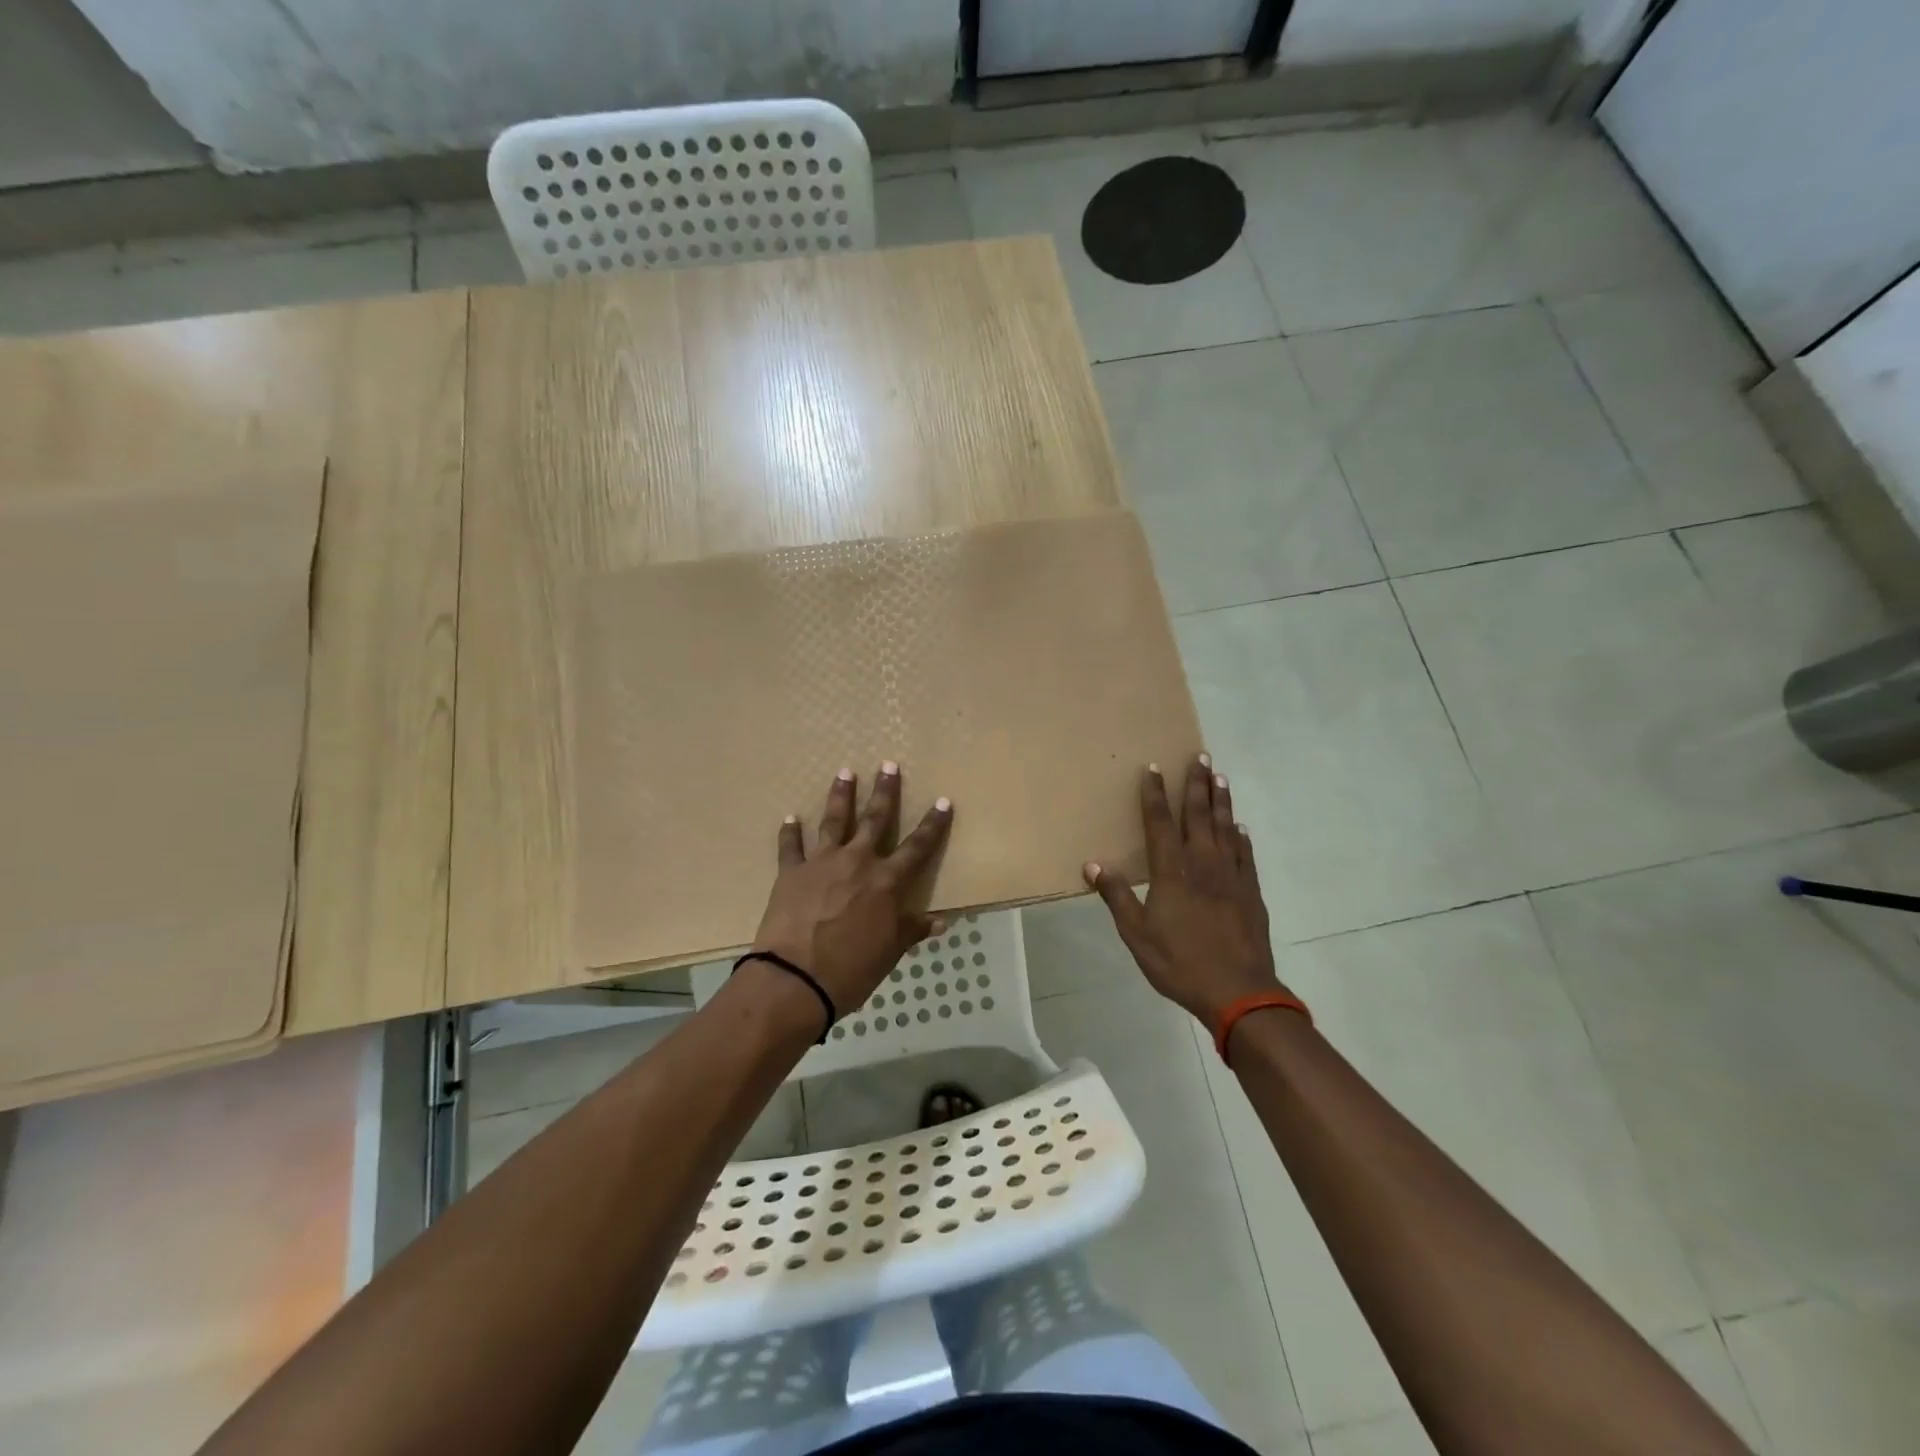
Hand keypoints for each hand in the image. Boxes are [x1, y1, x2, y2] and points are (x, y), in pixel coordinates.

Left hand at [751, 763, 953, 1015]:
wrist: (796, 979)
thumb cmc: (851, 969)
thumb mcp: (890, 952)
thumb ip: (911, 930)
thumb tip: (940, 921)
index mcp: (886, 882)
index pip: (918, 847)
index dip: (933, 824)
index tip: (943, 801)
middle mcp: (857, 862)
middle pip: (875, 820)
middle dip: (885, 792)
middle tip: (888, 765)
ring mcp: (822, 863)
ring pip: (834, 821)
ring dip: (840, 796)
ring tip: (844, 772)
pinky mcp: (791, 872)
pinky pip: (791, 846)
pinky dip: (790, 832)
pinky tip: (790, 818)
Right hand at [1084, 755, 1283, 1025]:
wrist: (1238, 992)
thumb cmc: (1180, 962)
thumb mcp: (1137, 934)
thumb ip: (1116, 896)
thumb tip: (1092, 865)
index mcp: (1172, 872)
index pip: (1160, 823)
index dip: (1155, 795)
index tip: (1153, 769)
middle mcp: (1203, 864)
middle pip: (1199, 816)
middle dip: (1197, 785)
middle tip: (1200, 757)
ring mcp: (1231, 876)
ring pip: (1226, 829)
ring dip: (1222, 802)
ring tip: (1220, 778)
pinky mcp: (1251, 892)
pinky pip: (1245, 855)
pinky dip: (1241, 837)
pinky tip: (1241, 828)